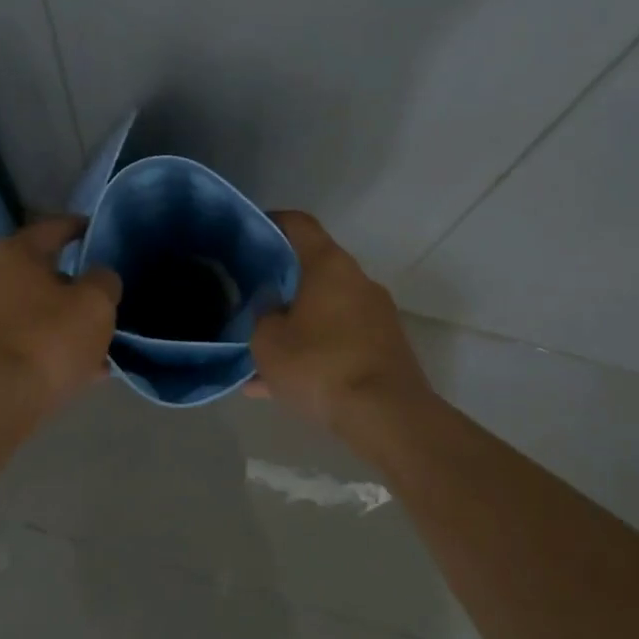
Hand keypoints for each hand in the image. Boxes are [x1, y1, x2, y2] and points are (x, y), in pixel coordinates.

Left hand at [0, 215, 120, 417]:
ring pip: (29, 309)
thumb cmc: (47, 340)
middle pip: (39, 272)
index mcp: (12, 252)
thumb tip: (98, 278)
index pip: (54, 228)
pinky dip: (42, 346)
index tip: (98, 232)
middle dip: (71, 286)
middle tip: (100, 300)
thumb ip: (104, 281)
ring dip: (58, 321)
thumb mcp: (96, 305)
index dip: (81, 228)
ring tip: (92, 344)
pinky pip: (17, 338)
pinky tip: (73, 369)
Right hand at [250, 211, 432, 430]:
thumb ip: (263, 315)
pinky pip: (339, 342)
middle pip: (315, 269)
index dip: (273, 222)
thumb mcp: (268, 342)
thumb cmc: (319, 365)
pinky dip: (314, 353)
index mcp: (330, 266)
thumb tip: (273, 307)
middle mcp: (358, 282)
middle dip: (283, 282)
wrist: (386, 416)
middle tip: (252, 295)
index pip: (300, 225)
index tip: (252, 231)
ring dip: (296, 325)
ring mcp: (376, 316)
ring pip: (325, 312)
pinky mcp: (385, 348)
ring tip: (261, 353)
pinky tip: (280, 386)